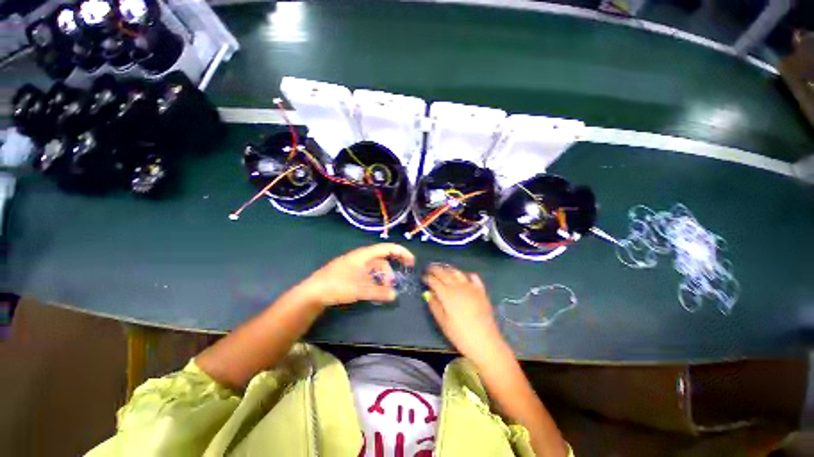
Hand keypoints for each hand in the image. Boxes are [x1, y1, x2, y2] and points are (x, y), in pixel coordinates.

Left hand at [300, 243, 414, 306]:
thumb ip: (379, 292)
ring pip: (374, 268)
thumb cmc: (338, 285)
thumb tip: (395, 295)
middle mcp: (360, 257)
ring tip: (383, 291)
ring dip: (381, 278)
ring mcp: (354, 265)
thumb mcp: (361, 289)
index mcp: (364, 255)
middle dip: (390, 270)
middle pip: (381, 259)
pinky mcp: (349, 273)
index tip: (411, 261)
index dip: (401, 252)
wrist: (313, 292)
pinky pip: (367, 274)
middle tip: (395, 282)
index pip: (387, 248)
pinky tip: (373, 291)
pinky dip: (374, 281)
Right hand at [423, 264, 508, 364]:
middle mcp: (457, 286)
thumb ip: (435, 306)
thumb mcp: (443, 322)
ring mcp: (470, 287)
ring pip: (457, 272)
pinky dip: (466, 274)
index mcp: (446, 294)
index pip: (434, 281)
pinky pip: (473, 277)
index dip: (427, 277)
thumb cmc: (460, 334)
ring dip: (448, 269)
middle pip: (444, 273)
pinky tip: (464, 276)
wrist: (485, 341)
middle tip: (429, 267)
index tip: (422, 276)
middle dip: (435, 269)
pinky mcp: (481, 290)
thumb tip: (428, 293)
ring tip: (443, 268)